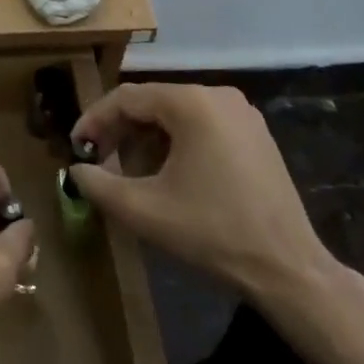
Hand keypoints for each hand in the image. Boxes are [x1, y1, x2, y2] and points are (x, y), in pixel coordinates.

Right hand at [71, 83, 347, 312]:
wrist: (288, 268)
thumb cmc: (212, 232)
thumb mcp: (145, 211)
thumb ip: (100, 185)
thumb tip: (76, 170)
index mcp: (191, 103)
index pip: (127, 98)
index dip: (95, 120)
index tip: (76, 147)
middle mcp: (217, 95)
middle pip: (153, 103)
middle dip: (120, 131)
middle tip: (98, 160)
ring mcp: (241, 113)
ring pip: (177, 115)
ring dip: (147, 138)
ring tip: (129, 172)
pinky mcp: (255, 134)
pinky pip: (202, 125)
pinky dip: (176, 143)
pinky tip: (166, 174)